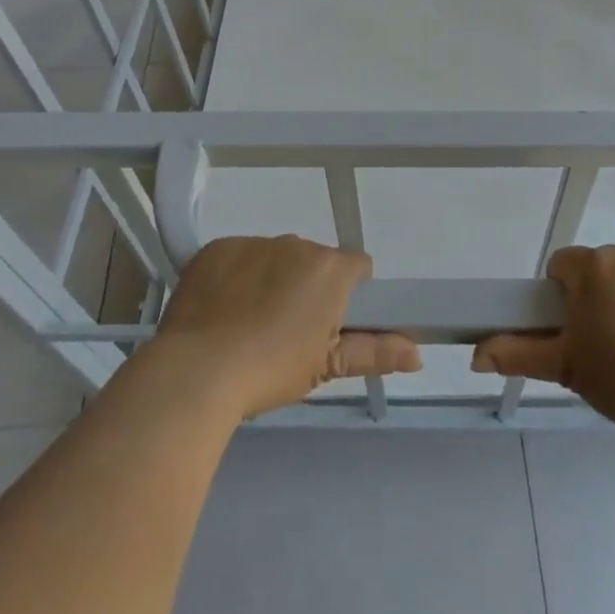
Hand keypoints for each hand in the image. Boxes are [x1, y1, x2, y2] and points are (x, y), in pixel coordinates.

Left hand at [151, 235, 421, 418]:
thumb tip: (418, 355)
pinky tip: (221, 311)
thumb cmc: (272, 370)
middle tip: (286, 332)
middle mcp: (296, 243)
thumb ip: (374, 353)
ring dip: (271, 279)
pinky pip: (238, 257)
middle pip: (313, 261)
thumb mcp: (326, 366)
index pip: (356, 268)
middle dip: (307, 287)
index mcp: (330, 268)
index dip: (348, 295)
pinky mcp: (217, 247)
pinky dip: (235, 277)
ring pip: (274, 257)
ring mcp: (254, 242)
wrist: (197, 371)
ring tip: (247, 324)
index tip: (329, 324)